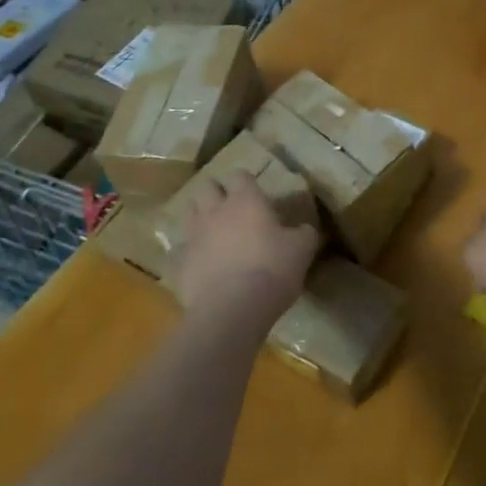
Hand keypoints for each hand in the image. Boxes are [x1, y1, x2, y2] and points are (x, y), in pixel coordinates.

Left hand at [176, 171, 319, 322]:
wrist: (231, 310)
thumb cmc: (271, 270)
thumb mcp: (302, 250)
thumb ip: (304, 233)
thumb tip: (305, 228)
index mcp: (245, 200)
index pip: (240, 175)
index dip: (246, 181)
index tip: (255, 192)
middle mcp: (215, 210)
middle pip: (207, 187)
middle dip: (216, 192)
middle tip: (230, 207)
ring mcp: (194, 236)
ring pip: (189, 212)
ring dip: (200, 216)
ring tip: (213, 230)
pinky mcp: (180, 263)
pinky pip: (181, 249)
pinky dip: (190, 252)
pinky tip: (202, 263)